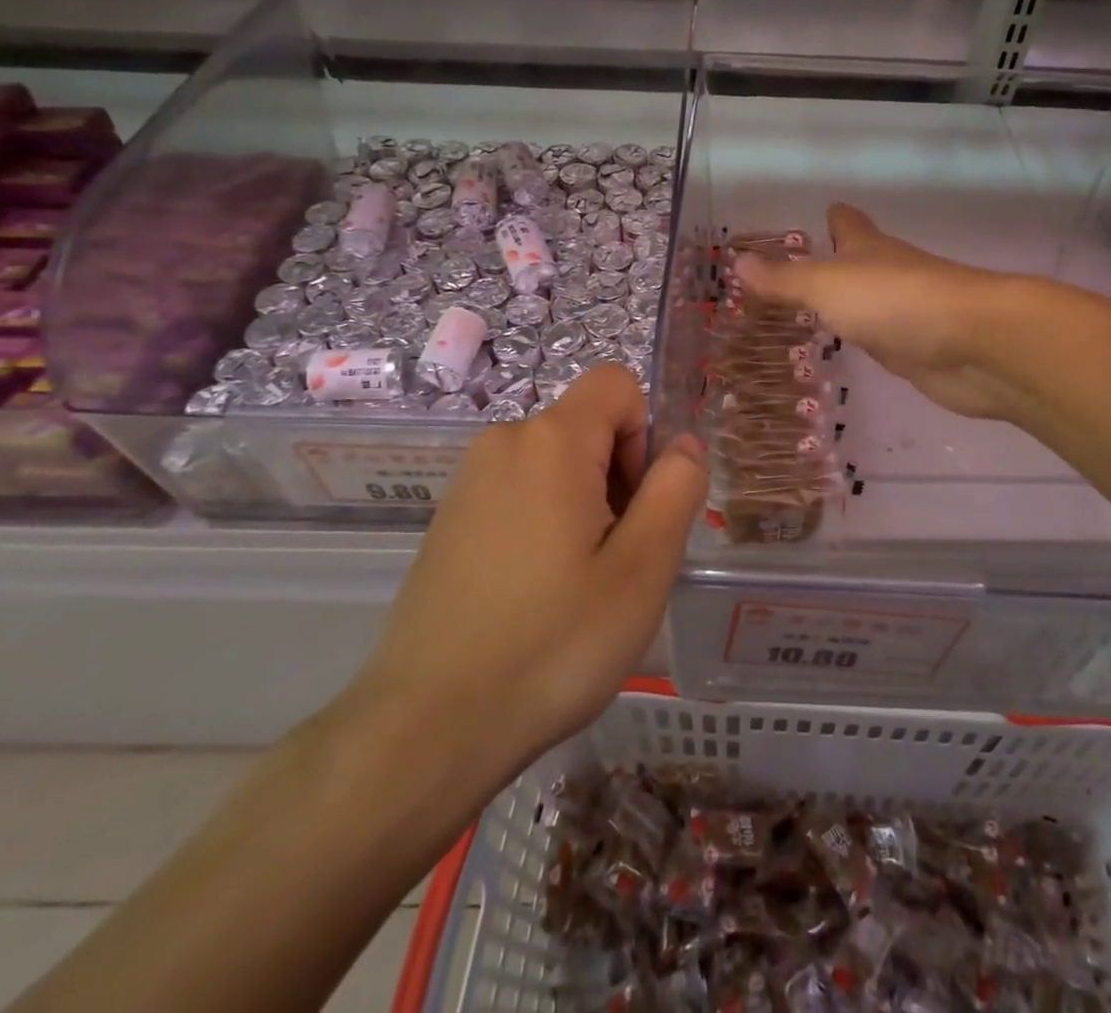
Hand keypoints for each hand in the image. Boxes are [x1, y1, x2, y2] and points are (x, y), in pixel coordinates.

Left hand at [350, 365, 706, 779]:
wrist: (426, 727)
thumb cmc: (552, 645)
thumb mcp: (641, 570)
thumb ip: (675, 490)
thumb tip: (684, 445)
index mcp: (551, 440)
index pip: (617, 384)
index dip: (644, 434)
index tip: (636, 508)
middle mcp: (503, 441)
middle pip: (588, 426)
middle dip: (617, 476)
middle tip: (614, 561)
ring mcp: (469, 480)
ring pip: (556, 462)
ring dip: (584, 504)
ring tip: (577, 584)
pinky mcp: (449, 517)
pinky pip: (520, 490)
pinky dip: (545, 522)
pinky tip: (536, 594)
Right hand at [732, 204, 1023, 421]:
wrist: (972, 344)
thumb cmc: (893, 301)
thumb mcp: (826, 286)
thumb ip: (784, 280)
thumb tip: (737, 262)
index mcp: (868, 248)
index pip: (847, 222)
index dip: (833, 218)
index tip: (819, 217)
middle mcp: (889, 273)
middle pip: (860, 262)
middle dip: (833, 265)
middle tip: (794, 279)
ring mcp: (907, 312)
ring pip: (870, 302)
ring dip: (848, 306)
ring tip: (811, 317)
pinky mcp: (919, 348)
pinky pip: (884, 338)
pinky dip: (867, 339)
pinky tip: (852, 349)